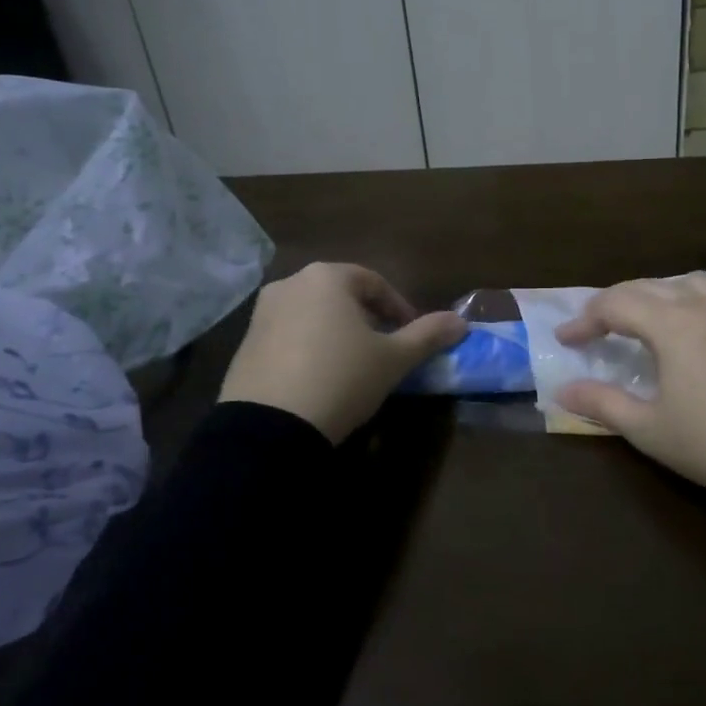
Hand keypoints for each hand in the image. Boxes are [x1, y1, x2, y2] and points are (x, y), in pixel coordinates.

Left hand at [220, 263, 467, 442]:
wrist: (270, 427)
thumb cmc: (342, 378)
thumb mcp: (394, 359)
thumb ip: (428, 335)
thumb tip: (461, 322)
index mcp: (326, 277)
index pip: (374, 283)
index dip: (400, 309)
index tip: (412, 337)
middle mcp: (289, 285)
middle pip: (342, 297)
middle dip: (368, 320)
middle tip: (386, 350)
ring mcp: (261, 315)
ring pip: (314, 316)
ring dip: (338, 334)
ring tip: (355, 367)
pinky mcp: (244, 346)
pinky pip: (288, 338)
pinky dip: (310, 349)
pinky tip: (321, 380)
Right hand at [554, 274, 705, 509]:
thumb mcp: (649, 429)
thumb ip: (601, 403)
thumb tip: (562, 390)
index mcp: (672, 323)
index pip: (616, 305)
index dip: (585, 320)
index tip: (566, 340)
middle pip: (650, 287)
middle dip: (616, 303)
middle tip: (597, 328)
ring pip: (692, 284)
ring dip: (662, 296)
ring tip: (650, 321)